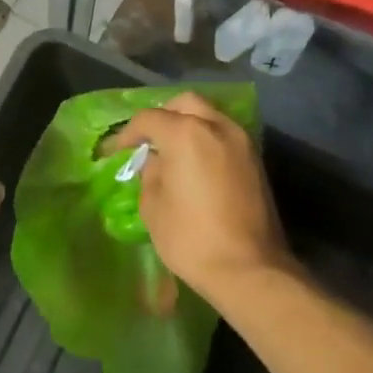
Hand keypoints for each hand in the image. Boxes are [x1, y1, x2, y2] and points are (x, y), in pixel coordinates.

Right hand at [112, 93, 291, 305]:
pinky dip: (207, 139)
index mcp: (186, 134)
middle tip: (148, 142)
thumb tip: (154, 162)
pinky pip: (225, 134)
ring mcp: (242, 141)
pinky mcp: (256, 160)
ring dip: (188, 125)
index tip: (116, 152)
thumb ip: (150, 174)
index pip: (149, 119)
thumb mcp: (153, 207)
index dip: (127, 134)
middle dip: (163, 117)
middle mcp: (217, 126)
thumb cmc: (191, 238)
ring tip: (171, 151)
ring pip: (210, 115)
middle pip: (184, 104)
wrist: (249, 268)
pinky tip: (195, 163)